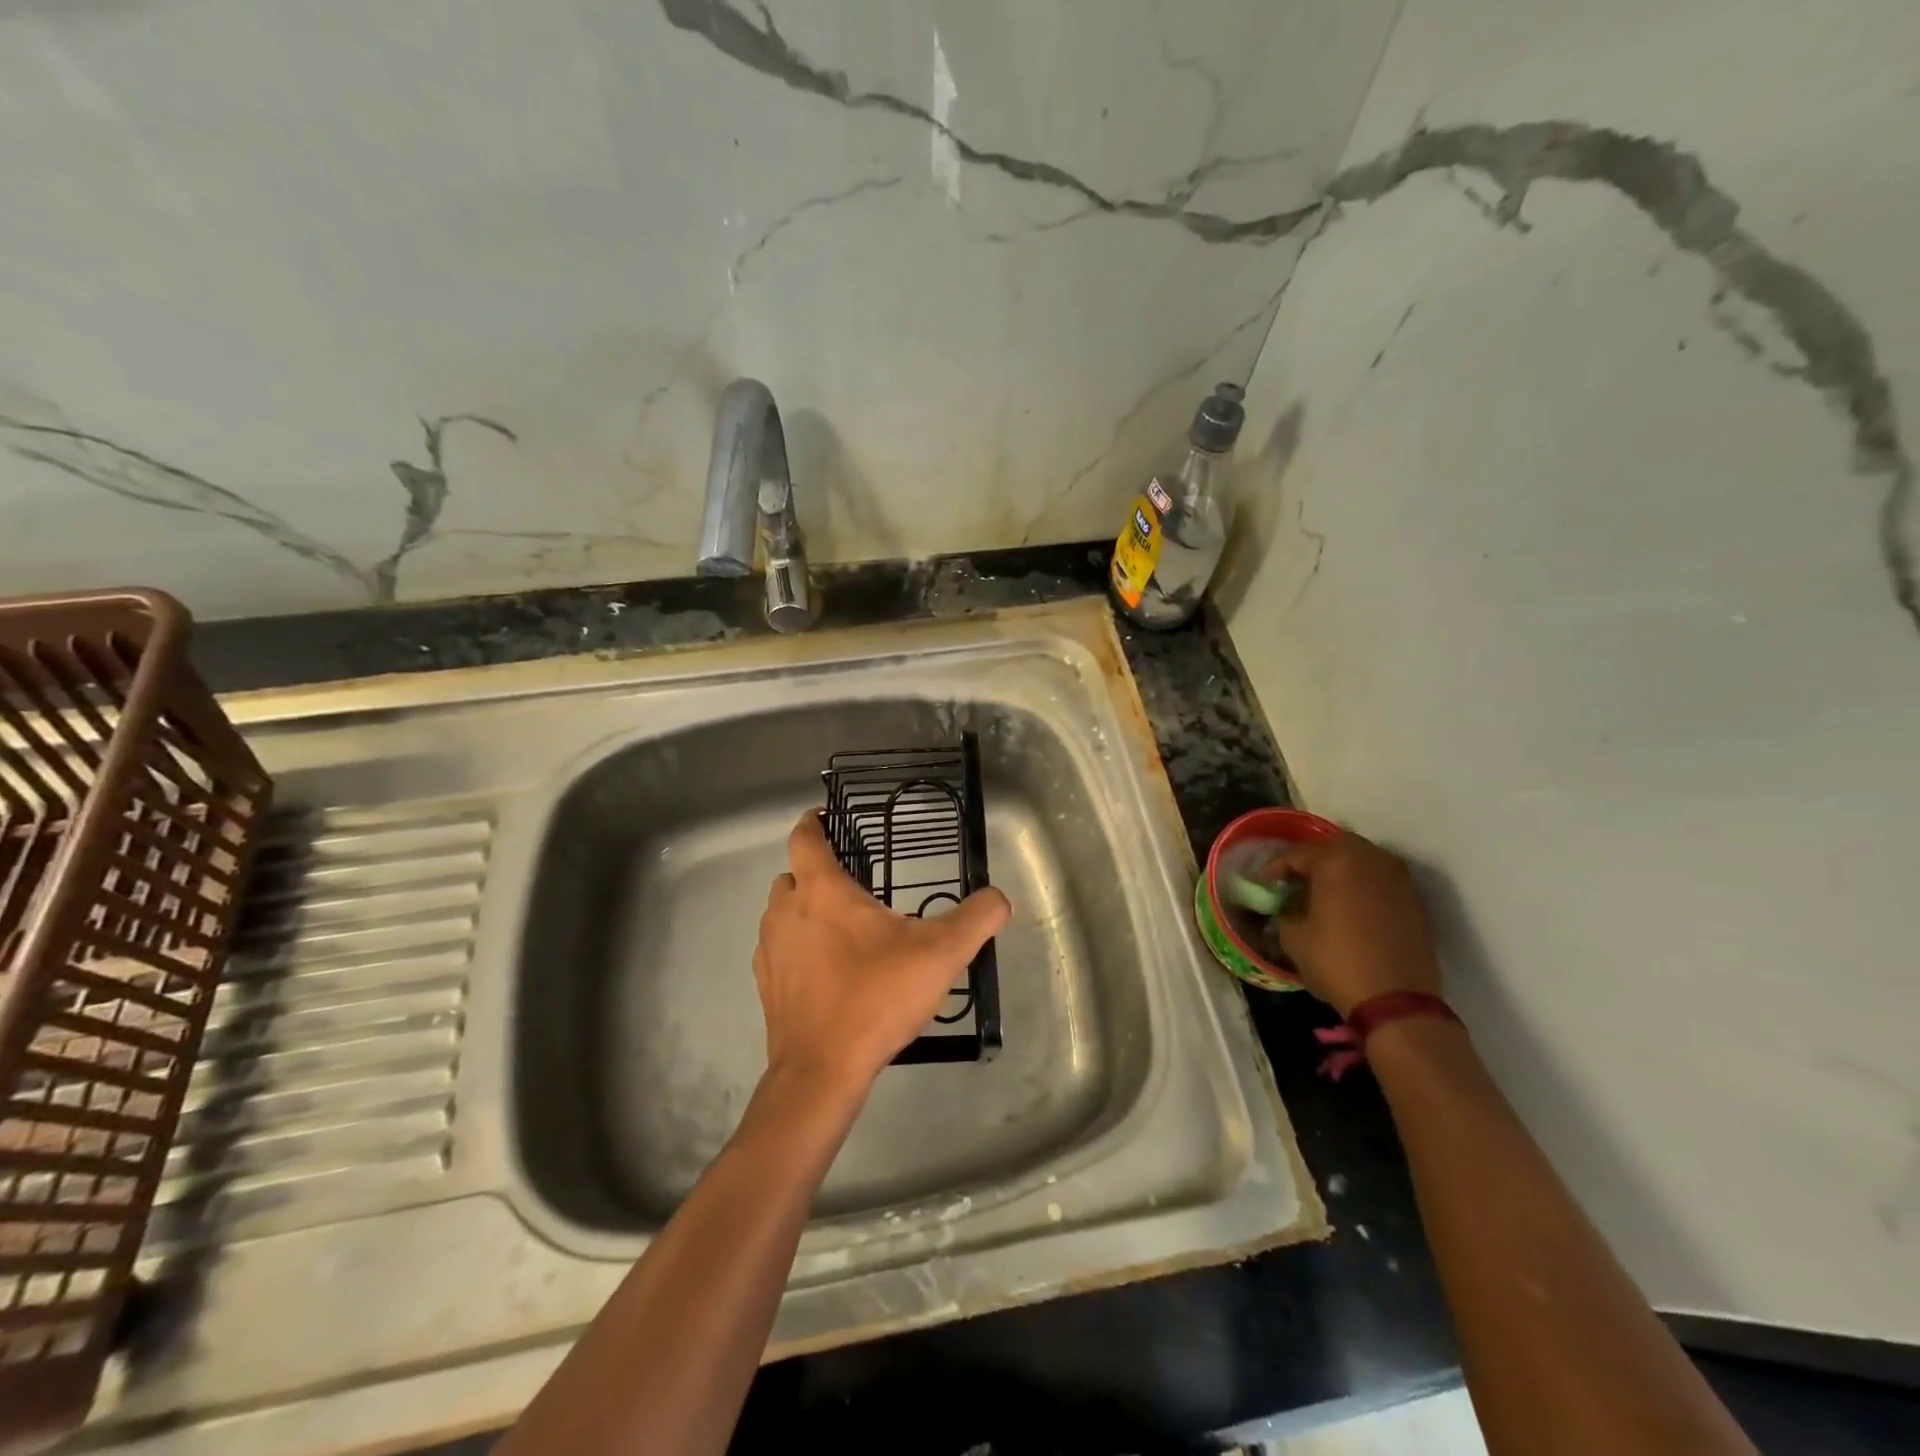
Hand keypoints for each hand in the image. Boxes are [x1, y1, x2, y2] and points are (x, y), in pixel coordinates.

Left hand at [753, 810, 1010, 1096]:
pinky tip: (828, 971)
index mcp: (822, 891)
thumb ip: (976, 918)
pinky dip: (798, 947)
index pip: (805, 839)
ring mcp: (770, 950)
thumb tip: (999, 898)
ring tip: (844, 930)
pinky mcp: (767, 985)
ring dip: (806, 911)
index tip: (825, 817)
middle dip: (816, 872)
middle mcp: (787, 912)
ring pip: (783, 913)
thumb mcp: (940, 954)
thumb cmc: (877, 997)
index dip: (813, 823)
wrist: (822, 1070)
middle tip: (853, 885)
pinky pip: (780, 949)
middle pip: (793, 875)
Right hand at [1260, 831, 1441, 1017]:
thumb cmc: (1336, 961)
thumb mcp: (1293, 936)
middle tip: (1293, 880)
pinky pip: (1380, 880)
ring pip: (1362, 861)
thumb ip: (1286, 910)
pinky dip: (1362, 885)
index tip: (1262, 882)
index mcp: (1336, 860)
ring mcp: (1398, 878)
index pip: (1297, 854)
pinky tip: (1349, 906)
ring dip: (1340, 870)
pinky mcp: (1414, 900)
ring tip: (1322, 891)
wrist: (1396, 1000)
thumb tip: (1289, 904)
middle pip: (1333, 848)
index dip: (1275, 868)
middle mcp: (1370, 859)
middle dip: (1311, 861)